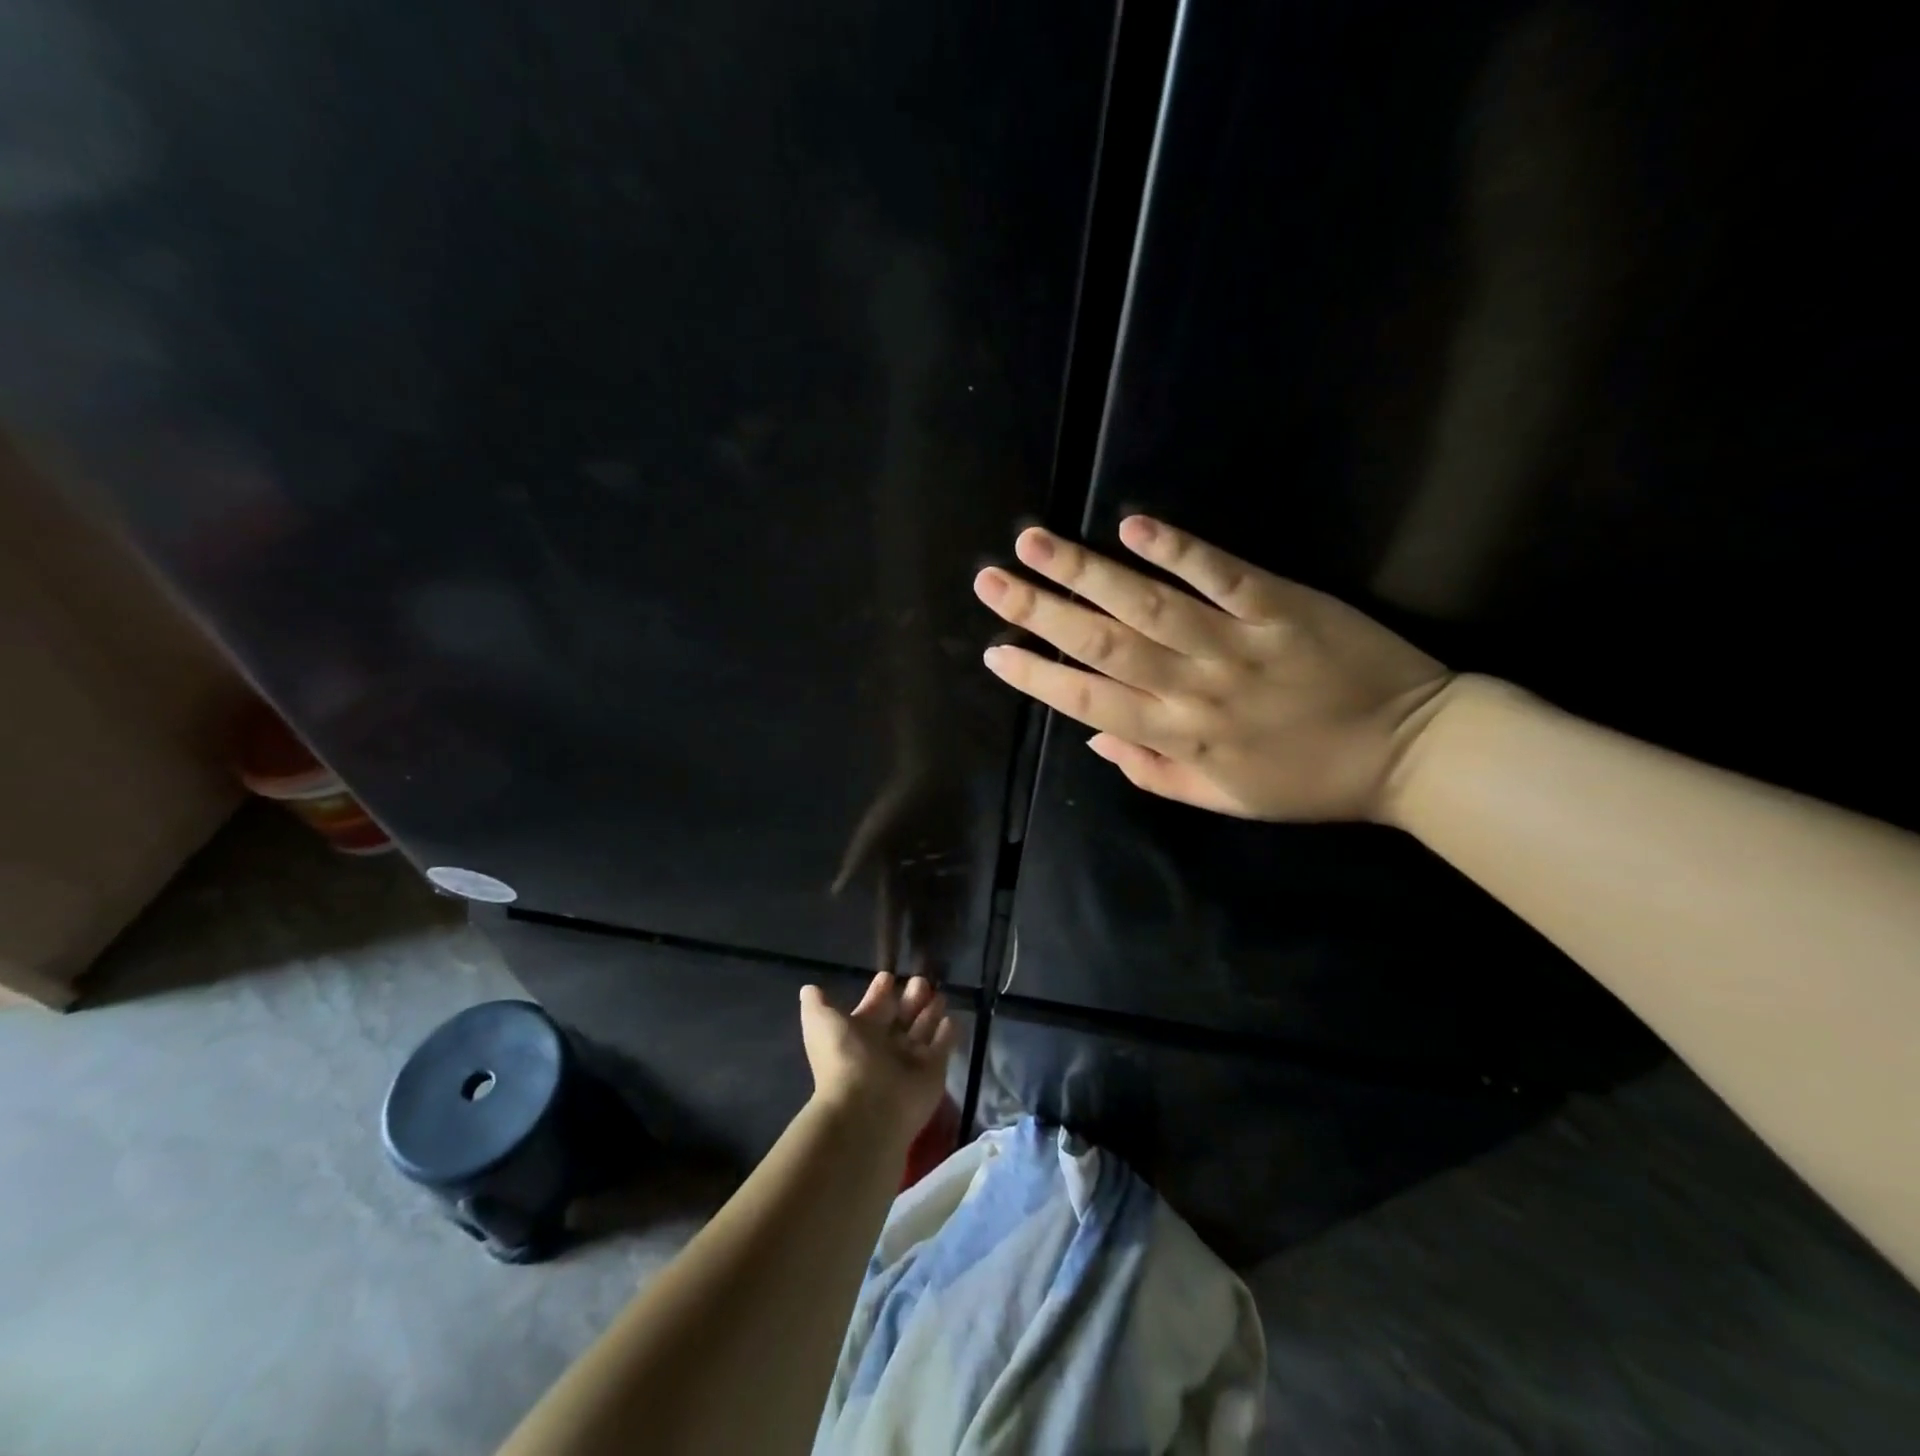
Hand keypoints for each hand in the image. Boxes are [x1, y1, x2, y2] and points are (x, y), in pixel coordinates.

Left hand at [799, 972, 956, 1146]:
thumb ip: (817, 1005)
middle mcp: (885, 1045)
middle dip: (911, 997)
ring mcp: (910, 1059)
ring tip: (940, 994)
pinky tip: (951, 1018)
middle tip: (921, 980)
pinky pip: (943, 1046)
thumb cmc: (844, 1059)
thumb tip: (808, 989)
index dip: (879, 991)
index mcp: (859, 1033)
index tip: (888, 976)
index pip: (873, 1007)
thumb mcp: (821, 1024)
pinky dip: (948, 1033)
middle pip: (901, 1015)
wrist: (867, 1108)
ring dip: (931, 1011)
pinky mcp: (934, 1071)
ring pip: (924, 1028)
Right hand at [831, 755, 967, 979]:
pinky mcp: (958, 858)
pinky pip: (960, 888)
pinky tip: (964, 930)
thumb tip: (832, 892)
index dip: (889, 942)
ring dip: (942, 933)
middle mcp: (914, 876)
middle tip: (923, 980)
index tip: (886, 971)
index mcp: (892, 873)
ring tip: (945, 963)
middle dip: (920, 946)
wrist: (933, 773)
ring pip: (940, 909)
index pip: (891, 916)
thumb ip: (856, 863)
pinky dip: (962, 908)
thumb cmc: (899, 803)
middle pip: (918, 918)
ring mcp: (937, 868)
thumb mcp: (873, 834)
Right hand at [972, 516, 1453, 823]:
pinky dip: (1177, 550)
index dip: (1038, 677)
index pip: (1090, 702)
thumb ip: (1153, 771)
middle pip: (1103, 645)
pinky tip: (1131, 525)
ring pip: (1146, 605)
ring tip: (1033, 543)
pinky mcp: (1280, 606)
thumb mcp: (1224, 799)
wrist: (1412, 751)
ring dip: (1085, 572)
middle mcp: (1194, 689)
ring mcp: (1235, 644)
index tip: (995, 651)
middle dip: (1040, 611)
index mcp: (1180, 738)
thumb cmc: (1309, 780)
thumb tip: (1091, 736)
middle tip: (990, 581)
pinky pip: (1221, 574)